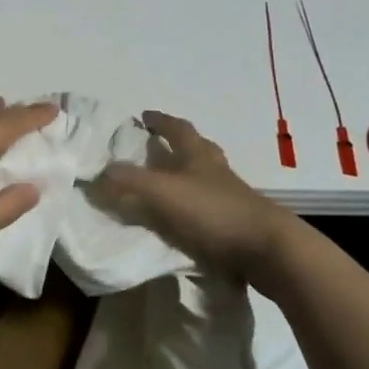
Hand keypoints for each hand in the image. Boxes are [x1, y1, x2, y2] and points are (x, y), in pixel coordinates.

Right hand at [85, 111, 301, 285]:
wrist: (268, 251)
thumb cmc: (213, 212)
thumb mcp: (161, 193)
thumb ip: (128, 181)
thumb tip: (99, 172)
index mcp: (199, 155)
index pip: (178, 128)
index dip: (160, 121)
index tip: (144, 117)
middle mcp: (216, 171)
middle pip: (198, 149)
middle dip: (177, 145)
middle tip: (156, 147)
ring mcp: (231, 198)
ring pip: (205, 178)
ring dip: (186, 177)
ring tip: (165, 185)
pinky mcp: (238, 225)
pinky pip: (210, 208)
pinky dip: (193, 208)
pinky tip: (182, 219)